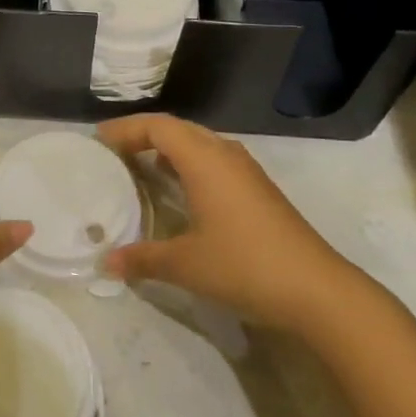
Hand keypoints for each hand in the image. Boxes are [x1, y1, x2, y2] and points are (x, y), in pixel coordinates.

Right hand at [95, 114, 350, 327]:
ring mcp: (247, 172)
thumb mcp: (185, 264)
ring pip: (199, 144)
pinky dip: (188, 166)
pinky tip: (178, 192)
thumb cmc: (244, 265)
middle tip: (114, 153)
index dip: (125, 129)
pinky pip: (214, 162)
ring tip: (139, 168)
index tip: (98, 142)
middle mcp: (225, 155)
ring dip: (168, 149)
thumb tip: (106, 263)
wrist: (318, 291)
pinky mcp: (259, 191)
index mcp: (204, 160)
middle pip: (178, 129)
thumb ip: (142, 258)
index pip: (158, 126)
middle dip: (143, 135)